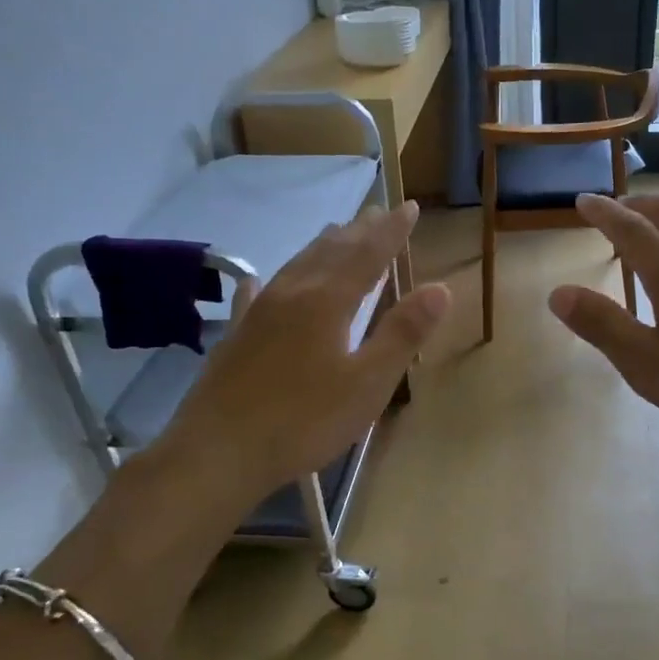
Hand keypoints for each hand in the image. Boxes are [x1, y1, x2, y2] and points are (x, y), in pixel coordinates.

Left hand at [149, 202, 450, 506]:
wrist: (218, 452)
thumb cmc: (304, 421)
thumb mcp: (368, 383)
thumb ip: (403, 333)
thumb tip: (440, 288)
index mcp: (327, 302)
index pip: (368, 254)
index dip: (391, 232)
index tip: (409, 207)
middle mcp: (292, 294)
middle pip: (330, 251)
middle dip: (359, 231)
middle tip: (378, 211)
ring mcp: (258, 313)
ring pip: (296, 264)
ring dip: (322, 245)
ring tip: (337, 232)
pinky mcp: (236, 336)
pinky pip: (256, 294)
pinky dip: (269, 279)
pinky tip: (259, 279)